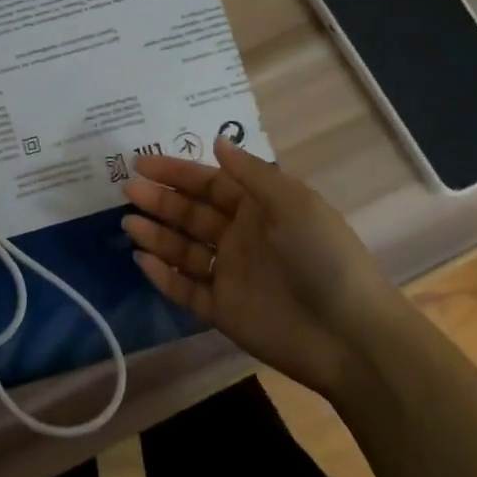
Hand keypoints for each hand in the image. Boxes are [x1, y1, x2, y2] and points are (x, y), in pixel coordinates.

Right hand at [121, 137, 411, 387]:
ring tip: (128, 223)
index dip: (177, 172)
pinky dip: (163, 276)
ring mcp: (230, 275)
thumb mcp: (293, 203)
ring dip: (156, 235)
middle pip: (192, 214)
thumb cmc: (323, 256)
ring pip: (184, 250)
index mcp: (260, 209)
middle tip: (127, 189)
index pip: (210, 184)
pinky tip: (141, 260)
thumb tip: (217, 140)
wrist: (350, 335)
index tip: (141, 163)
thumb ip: (251, 173)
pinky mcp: (223, 311)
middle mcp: (241, 238)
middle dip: (160, 200)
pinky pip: (186, 289)